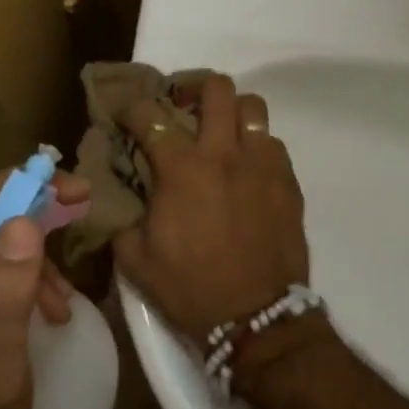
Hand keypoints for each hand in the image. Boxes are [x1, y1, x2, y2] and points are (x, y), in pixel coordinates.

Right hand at [113, 74, 307, 340]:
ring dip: (232, 113)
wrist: (257, 320)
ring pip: (252, 107)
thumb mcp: (136, 260)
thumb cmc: (191, 288)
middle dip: (194, 88)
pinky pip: (273, 143)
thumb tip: (119, 196)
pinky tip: (248, 169)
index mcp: (181, 168)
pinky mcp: (288, 181)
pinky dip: (256, 146)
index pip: (150, 115)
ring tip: (222, 133)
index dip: (133, 109)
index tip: (128, 117)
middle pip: (216, 88)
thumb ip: (122, 218)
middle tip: (184, 107)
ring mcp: (262, 163)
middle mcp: (223, 153)